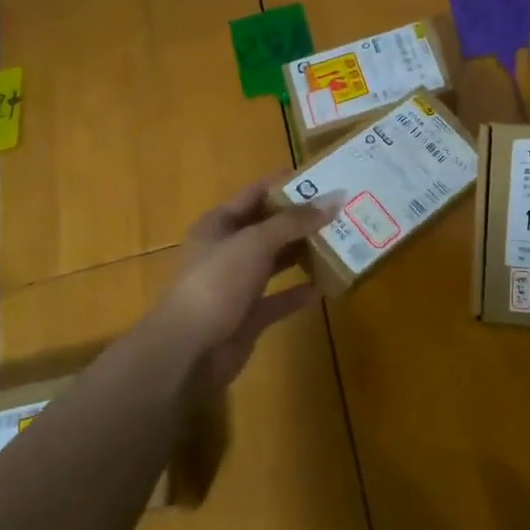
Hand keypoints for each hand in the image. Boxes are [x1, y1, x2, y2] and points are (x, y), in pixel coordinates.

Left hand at [148, 174, 341, 392]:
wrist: (188, 351)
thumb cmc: (216, 284)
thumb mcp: (254, 243)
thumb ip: (294, 221)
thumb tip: (334, 198)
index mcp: (218, 225)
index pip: (255, 194)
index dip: (285, 184)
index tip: (323, 178)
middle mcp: (226, 251)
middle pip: (267, 228)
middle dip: (300, 219)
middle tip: (340, 211)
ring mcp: (236, 285)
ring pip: (274, 262)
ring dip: (302, 253)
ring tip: (339, 242)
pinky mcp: (247, 317)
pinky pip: (278, 299)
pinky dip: (299, 292)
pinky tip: (325, 286)